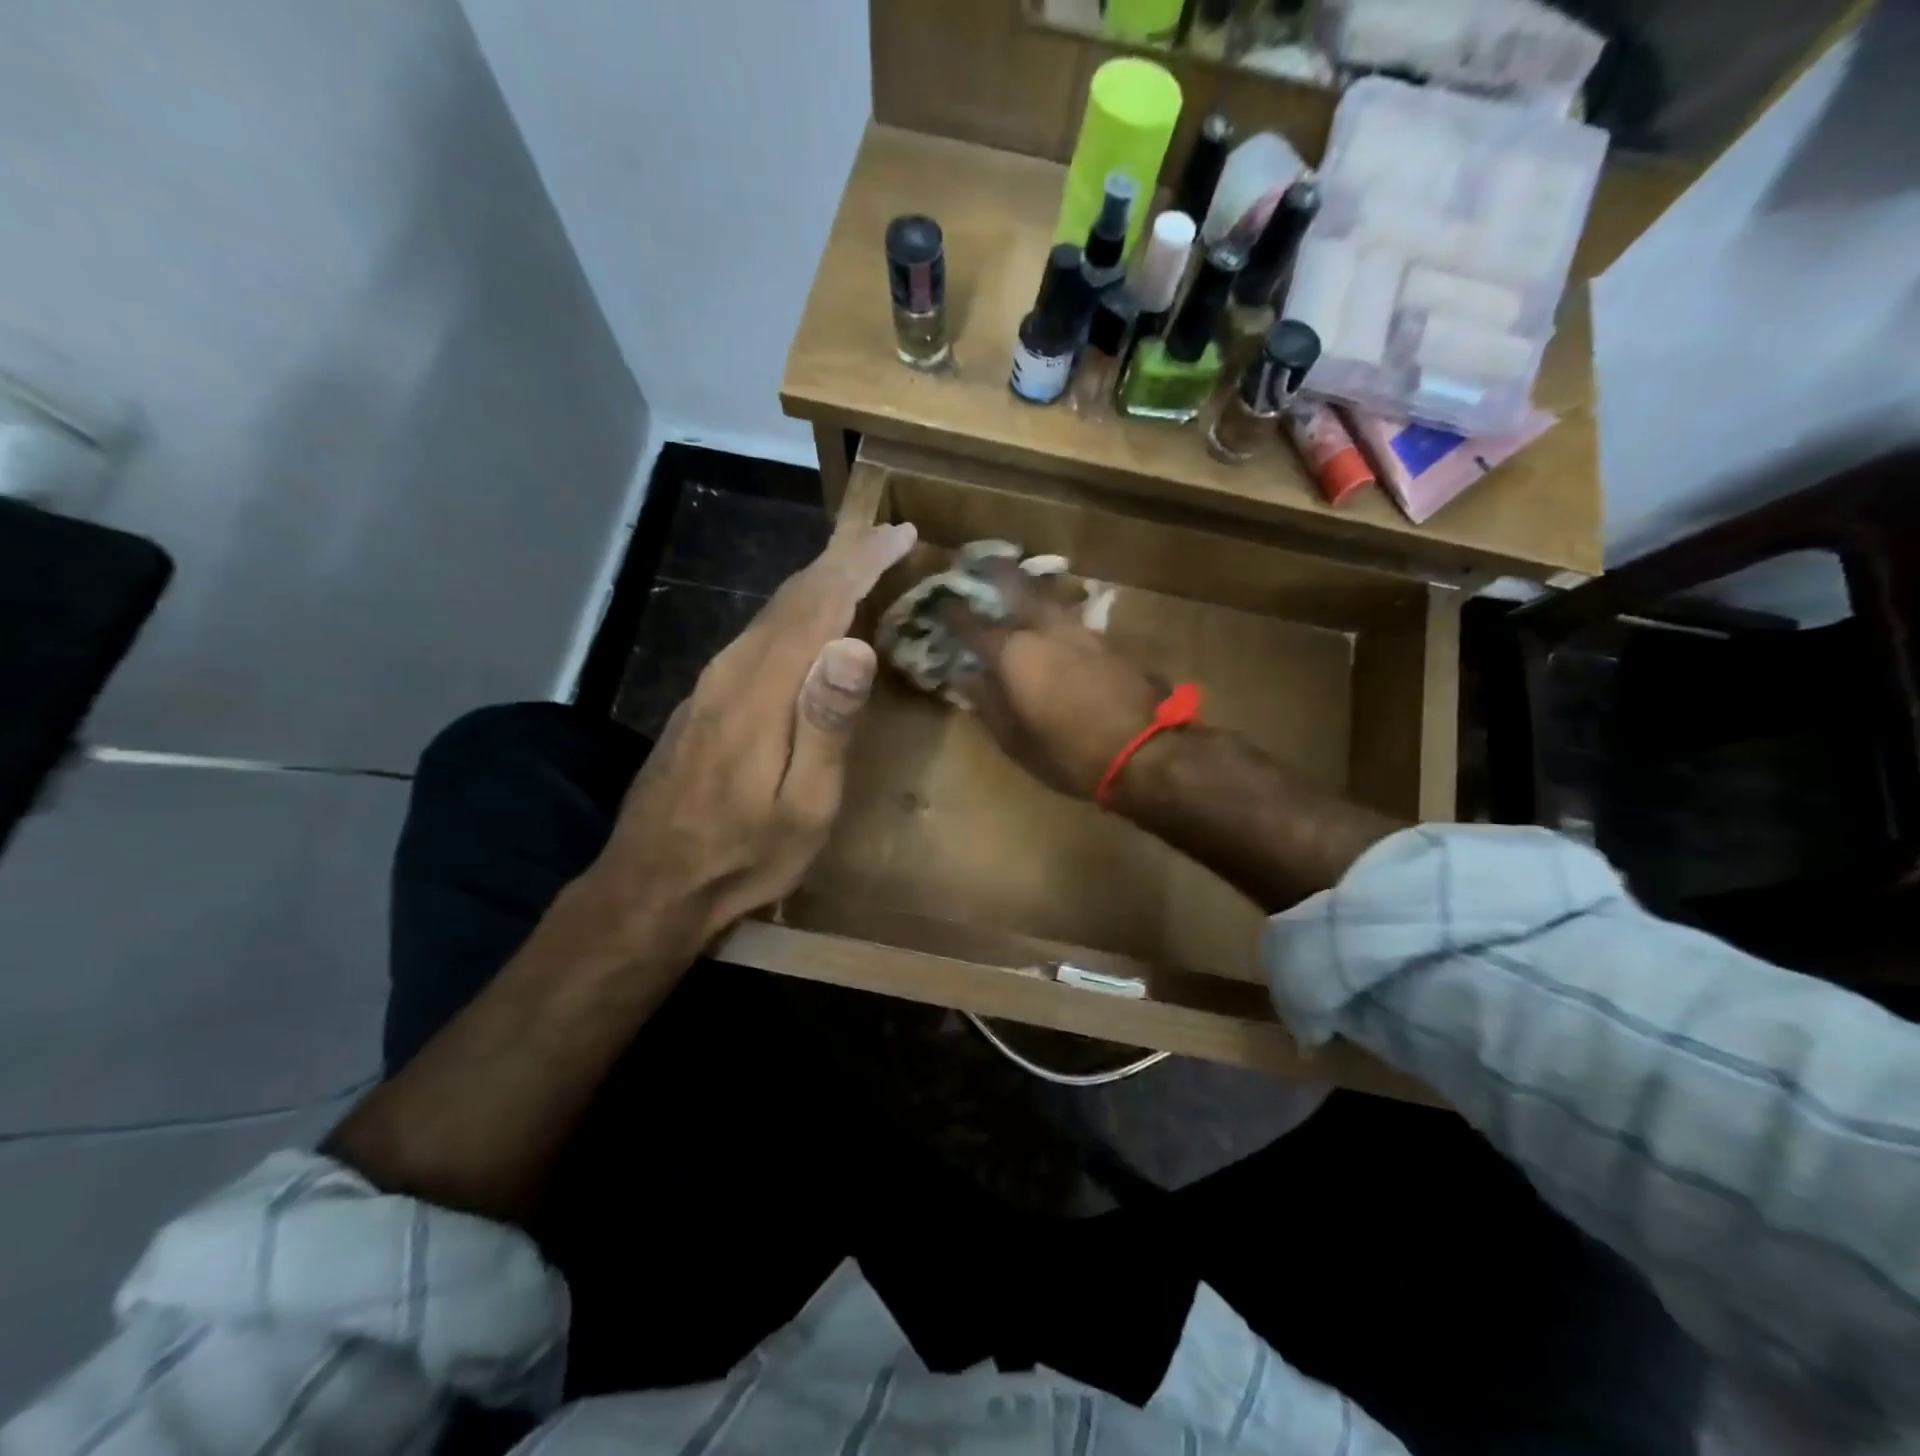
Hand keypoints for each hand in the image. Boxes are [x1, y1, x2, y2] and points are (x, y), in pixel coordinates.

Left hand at [584, 519, 916, 952]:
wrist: (652, 885)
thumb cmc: (744, 856)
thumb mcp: (803, 805)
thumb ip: (826, 723)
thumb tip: (854, 644)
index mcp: (760, 691)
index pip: (818, 605)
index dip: (861, 564)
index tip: (900, 534)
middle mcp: (731, 671)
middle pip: (791, 597)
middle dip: (843, 559)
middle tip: (888, 536)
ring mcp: (711, 684)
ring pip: (772, 612)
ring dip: (820, 581)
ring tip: (860, 563)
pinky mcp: (705, 700)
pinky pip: (759, 635)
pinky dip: (796, 612)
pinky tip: (812, 620)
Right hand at [941, 558, 1166, 800]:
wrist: (1145, 752)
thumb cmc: (1068, 754)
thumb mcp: (1015, 740)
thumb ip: (988, 704)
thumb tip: (967, 677)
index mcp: (1014, 654)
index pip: (975, 626)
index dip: (955, 614)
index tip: (942, 603)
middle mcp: (1046, 631)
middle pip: (1018, 589)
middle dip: (998, 574)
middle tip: (985, 564)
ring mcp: (1082, 632)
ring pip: (1050, 600)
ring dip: (1032, 592)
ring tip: (1020, 589)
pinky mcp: (1109, 643)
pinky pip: (1073, 619)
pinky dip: (1057, 614)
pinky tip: (1054, 623)